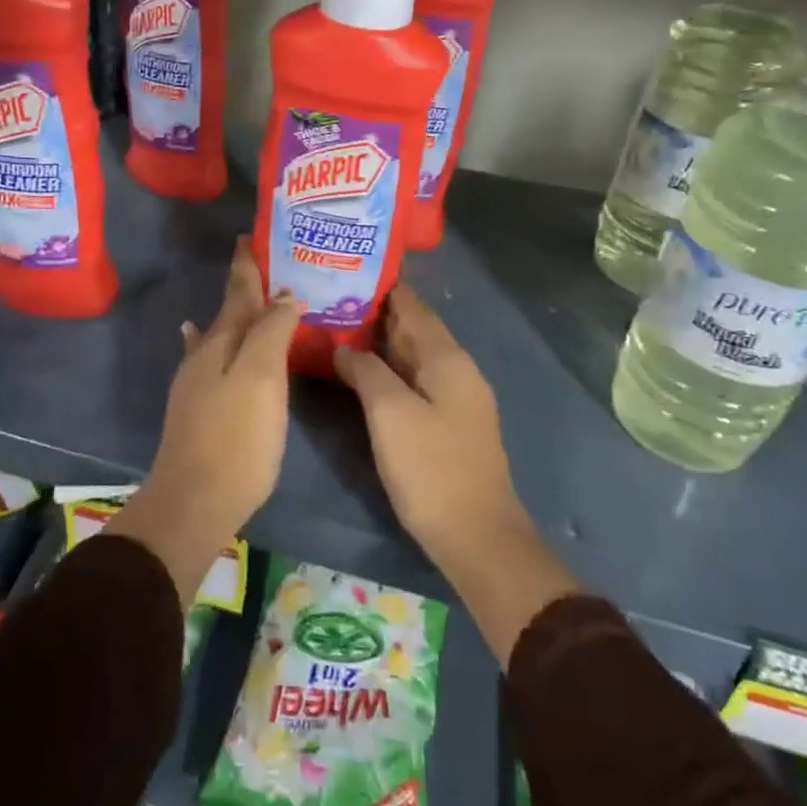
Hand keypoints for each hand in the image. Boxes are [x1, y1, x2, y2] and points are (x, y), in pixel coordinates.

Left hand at [109, 239, 299, 607]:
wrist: (194, 502)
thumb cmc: (236, 437)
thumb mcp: (262, 378)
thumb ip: (272, 331)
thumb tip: (285, 295)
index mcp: (223, 342)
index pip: (238, 291)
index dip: (246, 265)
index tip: (249, 237)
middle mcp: (205, 355)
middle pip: (228, 311)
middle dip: (244, 287)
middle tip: (263, 265)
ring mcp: (196, 383)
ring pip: (218, 335)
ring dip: (233, 315)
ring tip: (242, 296)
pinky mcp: (197, 409)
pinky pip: (208, 359)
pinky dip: (208, 342)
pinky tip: (195, 336)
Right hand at [333, 284, 519, 568]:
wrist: (476, 536)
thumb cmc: (431, 468)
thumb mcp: (390, 414)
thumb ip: (366, 371)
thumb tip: (343, 347)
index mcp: (447, 358)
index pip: (412, 306)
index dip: (381, 286)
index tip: (346, 268)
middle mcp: (455, 369)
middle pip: (413, 328)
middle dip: (375, 312)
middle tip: (330, 297)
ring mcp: (454, 397)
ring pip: (412, 356)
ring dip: (379, 342)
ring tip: (337, 327)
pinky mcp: (447, 422)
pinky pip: (413, 380)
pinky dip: (387, 369)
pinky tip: (360, 372)